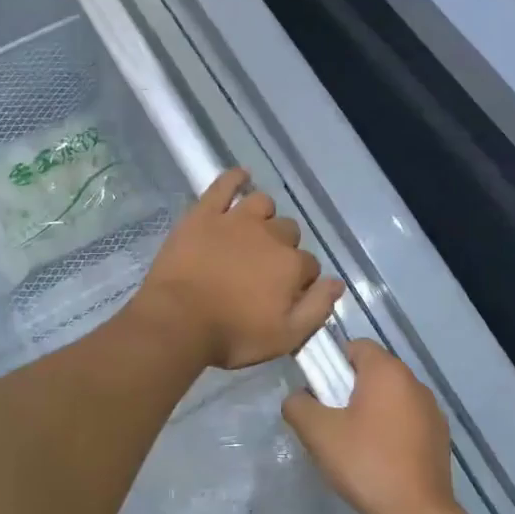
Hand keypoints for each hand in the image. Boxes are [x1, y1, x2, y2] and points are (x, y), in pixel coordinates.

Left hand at [129, 167, 343, 369]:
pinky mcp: (204, 214)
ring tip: (253, 231)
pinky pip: (223, 185)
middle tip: (263, 268)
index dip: (300, 280)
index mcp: (291, 265)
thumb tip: (337, 283)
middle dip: (283, 247)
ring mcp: (235, 220)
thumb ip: (316, 309)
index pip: (309, 265)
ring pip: (262, 204)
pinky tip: (241, 176)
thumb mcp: (285, 337)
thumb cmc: (232, 335)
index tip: (285, 294)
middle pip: (289, 232)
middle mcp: (269, 235)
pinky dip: (234, 178)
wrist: (177, 321)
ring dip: (264, 216)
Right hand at [283, 338, 454, 513]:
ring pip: (392, 397)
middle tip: (333, 421)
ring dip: (373, 410)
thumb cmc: (366, 463)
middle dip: (351, 389)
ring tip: (356, 444)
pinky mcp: (441, 436)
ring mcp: (432, 410)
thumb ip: (298, 406)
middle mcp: (414, 382)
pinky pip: (408, 420)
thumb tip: (297, 398)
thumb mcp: (318, 433)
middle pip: (374, 371)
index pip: (356, 346)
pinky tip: (381, 459)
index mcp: (387, 371)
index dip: (333, 363)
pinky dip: (393, 429)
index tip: (321, 393)